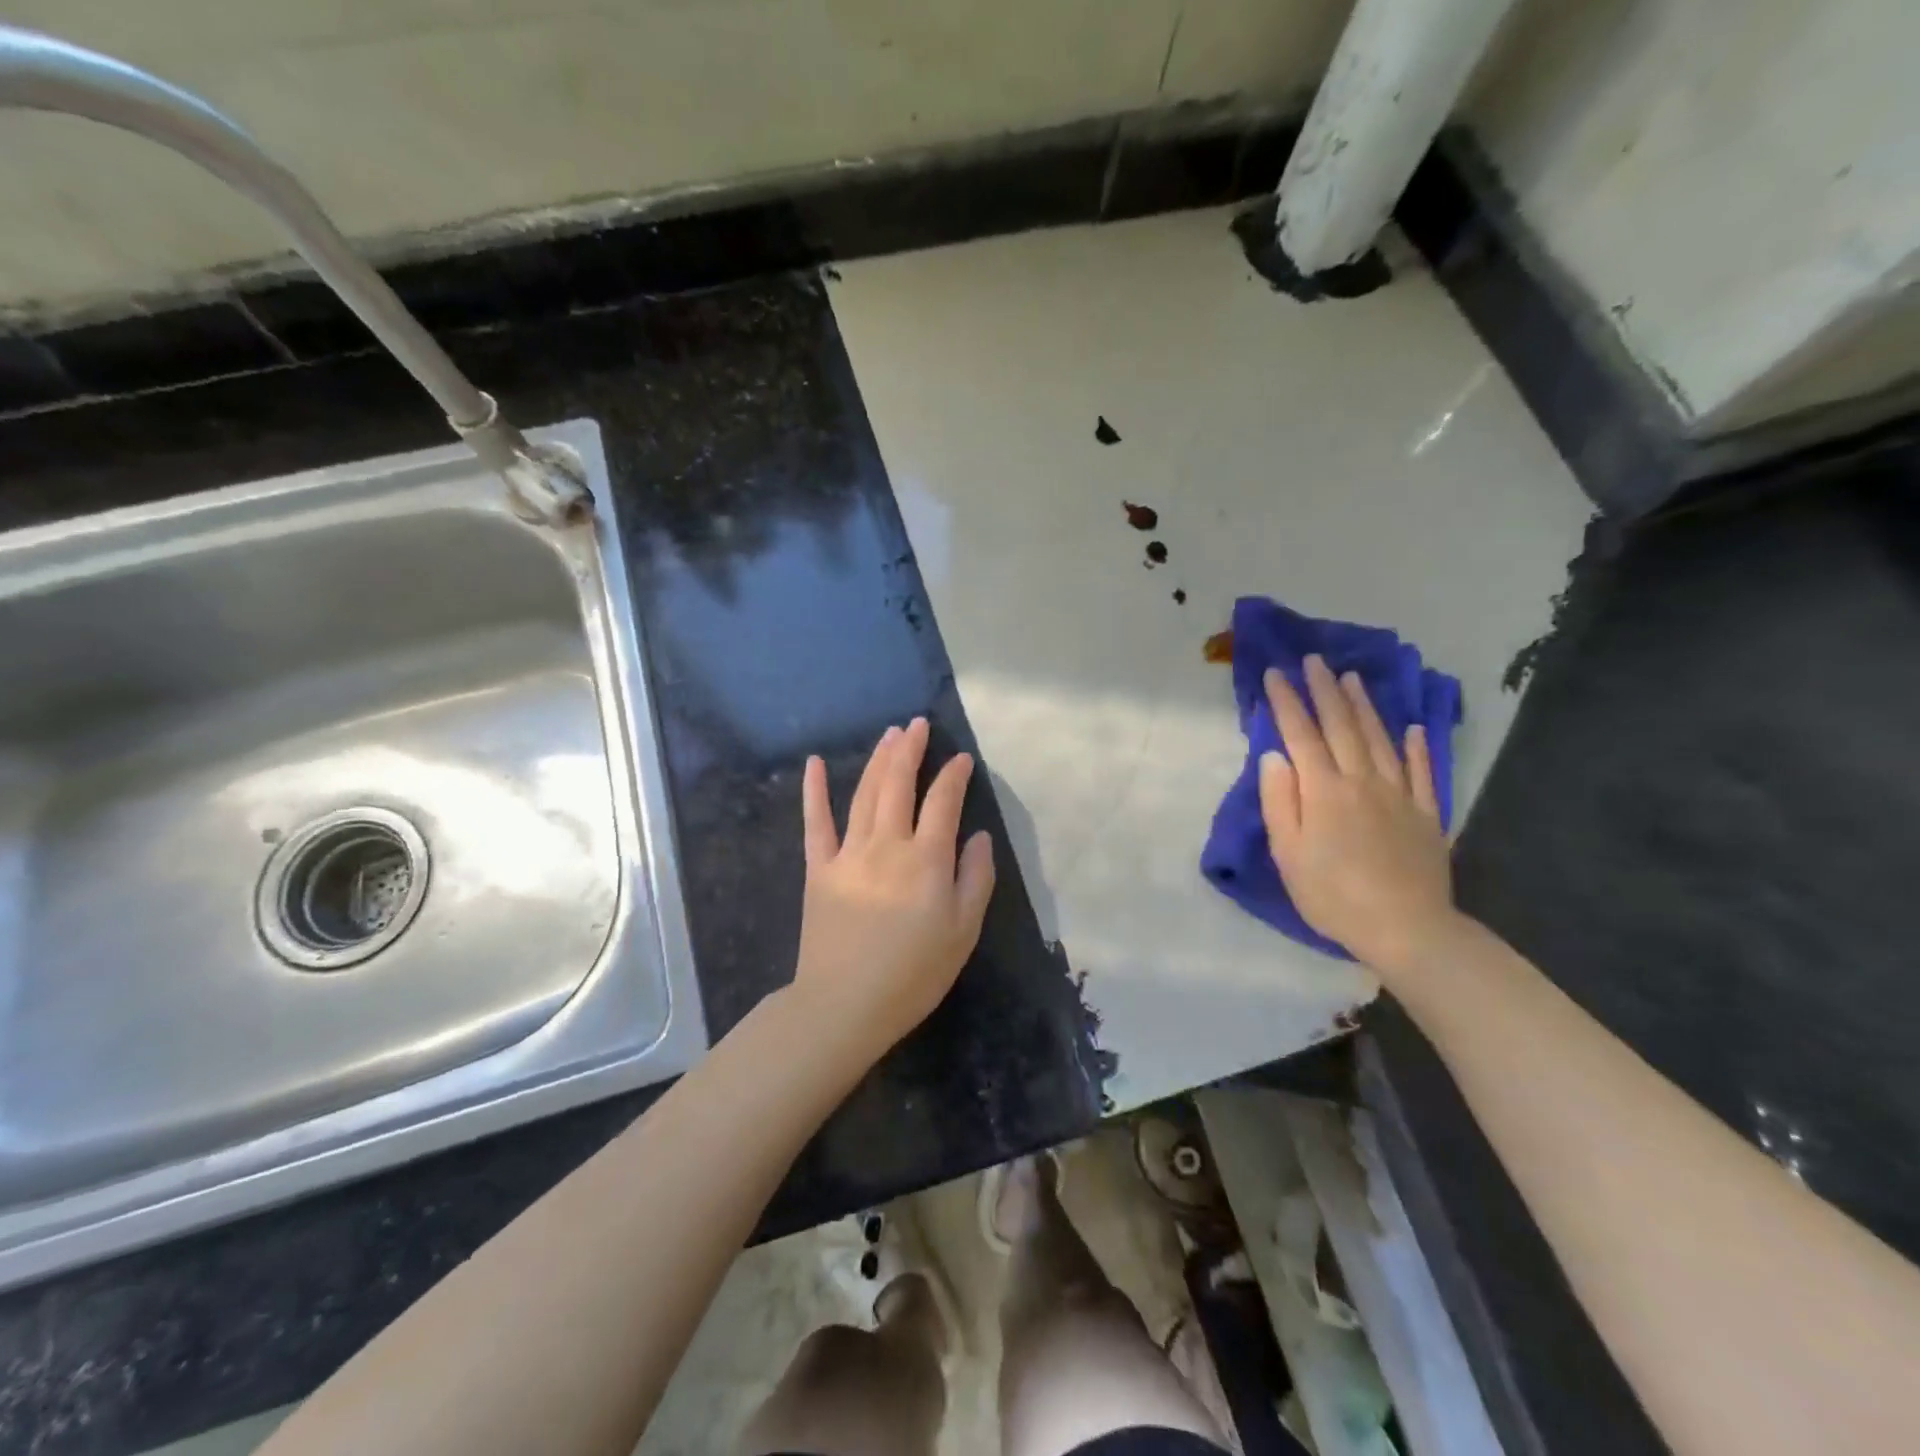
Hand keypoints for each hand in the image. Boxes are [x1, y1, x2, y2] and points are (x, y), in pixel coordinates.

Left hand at [791, 717, 995, 1062]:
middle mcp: (887, 844)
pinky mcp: (819, 868)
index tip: (962, 759)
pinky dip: (814, 791)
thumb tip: (979, 836)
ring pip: (864, 793)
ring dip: (878, 760)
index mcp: (926, 859)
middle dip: (910, 750)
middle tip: (918, 724)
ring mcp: (848, 853)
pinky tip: (815, 763)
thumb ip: (975, 878)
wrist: (844, 1004)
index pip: (943, 802)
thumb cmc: (913, 973)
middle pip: (898, 784)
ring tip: (890, 734)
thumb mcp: (963, 932)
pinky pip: (815, 822)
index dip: (954, 776)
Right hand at [1258, 655, 1456, 971]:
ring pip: (1380, 739)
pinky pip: (1421, 771)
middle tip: (1314, 660)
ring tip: (1351, 678)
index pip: (1300, 735)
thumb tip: (1274, 756)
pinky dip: (1416, 746)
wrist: (1407, 929)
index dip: (1286, 702)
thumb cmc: (1333, 895)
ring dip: (1363, 706)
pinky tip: (1413, 728)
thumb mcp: (1289, 854)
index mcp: (1324, 791)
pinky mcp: (1426, 814)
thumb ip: (1281, 801)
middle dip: (1324, 691)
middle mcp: (1362, 781)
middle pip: (1342, 727)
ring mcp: (1399, 795)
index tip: (1275, 673)